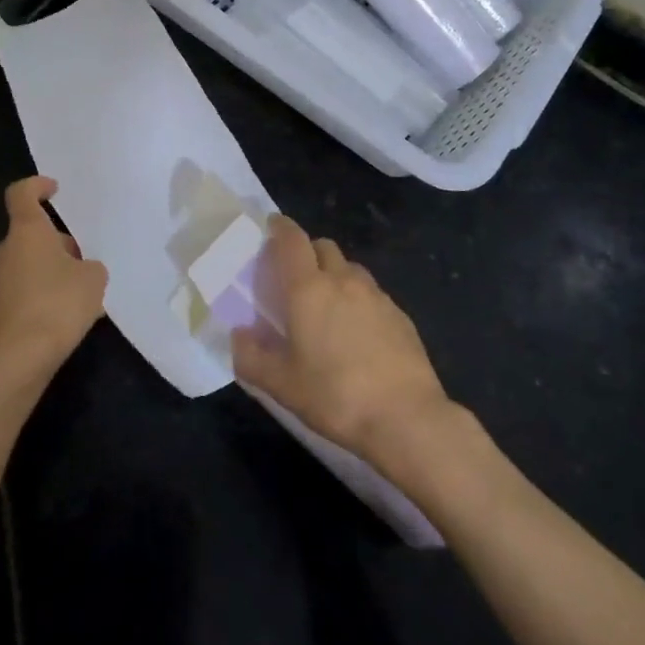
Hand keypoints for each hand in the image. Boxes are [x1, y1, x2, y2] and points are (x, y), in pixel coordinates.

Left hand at [0, 177, 107, 375]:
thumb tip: (80, 271)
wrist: (20, 357)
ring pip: (28, 262)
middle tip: (83, 257)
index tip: (54, 190)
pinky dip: (44, 293)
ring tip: (82, 290)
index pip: (22, 193)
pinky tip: (67, 314)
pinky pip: (25, 289)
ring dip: (51, 269)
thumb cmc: (58, 303)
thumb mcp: (94, 279)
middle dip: (56, 241)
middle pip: (30, 233)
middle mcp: (7, 250)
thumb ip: (90, 266)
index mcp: (26, 231)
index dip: (37, 186)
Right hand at [232, 216, 453, 467]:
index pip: (292, 240)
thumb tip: (238, 335)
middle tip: (295, 277)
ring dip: (334, 274)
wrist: (406, 417)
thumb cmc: (335, 395)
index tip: (271, 227)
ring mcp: (376, 295)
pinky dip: (358, 298)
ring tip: (327, 304)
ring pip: (350, 268)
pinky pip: (372, 292)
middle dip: (307, 252)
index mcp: (308, 288)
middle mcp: (342, 280)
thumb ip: (251, 357)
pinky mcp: (400, 315)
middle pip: (323, 246)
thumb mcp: (281, 385)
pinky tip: (357, 331)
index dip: (280, 228)